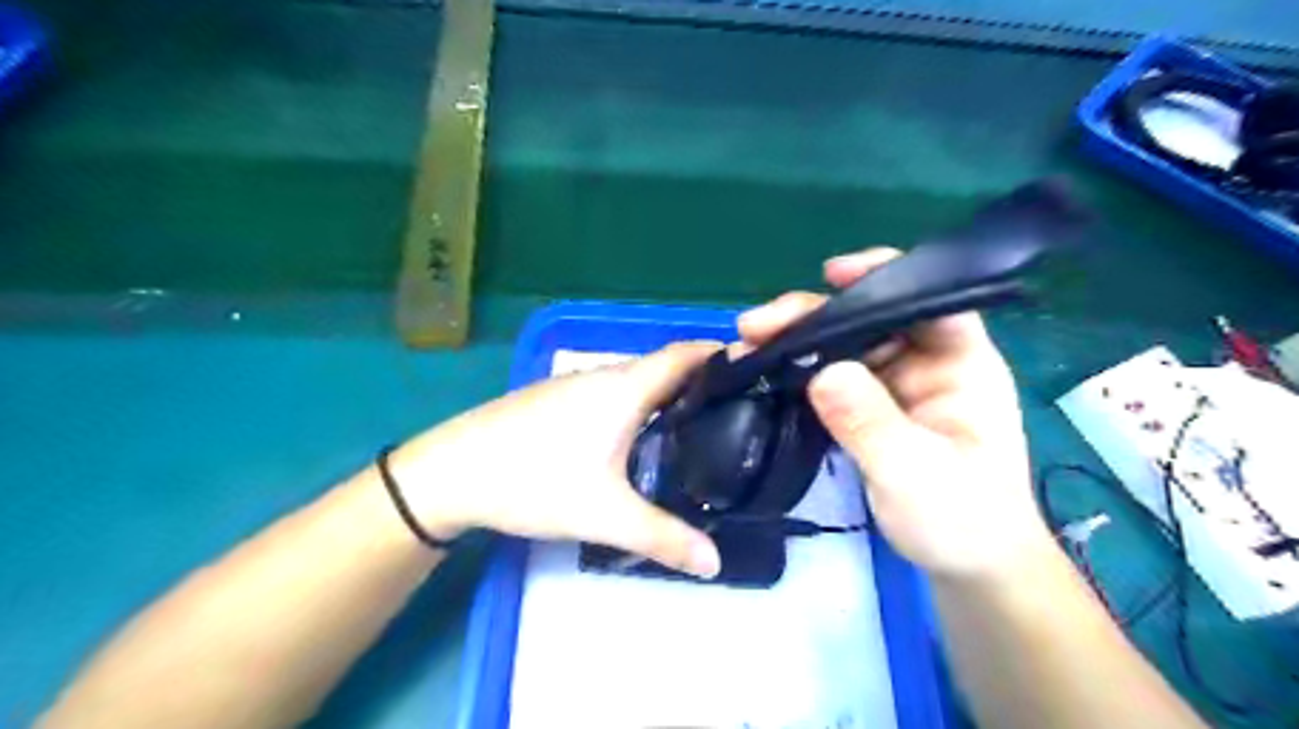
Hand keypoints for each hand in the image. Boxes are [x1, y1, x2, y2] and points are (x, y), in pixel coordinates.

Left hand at [389, 341, 726, 581]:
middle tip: (739, 410)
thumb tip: (715, 562)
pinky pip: (614, 393)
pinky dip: (640, 404)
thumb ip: (663, 538)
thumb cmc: (534, 479)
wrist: (451, 471)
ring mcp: (576, 386)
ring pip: (636, 380)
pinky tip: (641, 437)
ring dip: (669, 393)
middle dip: (703, 380)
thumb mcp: (603, 514)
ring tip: (700, 425)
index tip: (757, 372)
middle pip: (665, 366)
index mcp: (624, 388)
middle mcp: (603, 375)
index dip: (723, 354)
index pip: (685, 354)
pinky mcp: (556, 400)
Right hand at [740, 248, 1054, 579]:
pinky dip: (799, 372)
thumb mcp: (914, 475)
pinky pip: (832, 377)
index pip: (930, 302)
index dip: (884, 277)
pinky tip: (765, 371)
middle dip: (815, 316)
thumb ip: (870, 423)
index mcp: (960, 367)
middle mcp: (927, 366)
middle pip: (871, 320)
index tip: (831, 274)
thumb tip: (822, 372)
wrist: (964, 568)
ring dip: (798, 342)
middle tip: (757, 324)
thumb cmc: (961, 522)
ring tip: (747, 344)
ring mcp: (896, 388)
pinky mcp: (871, 409)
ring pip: (845, 346)